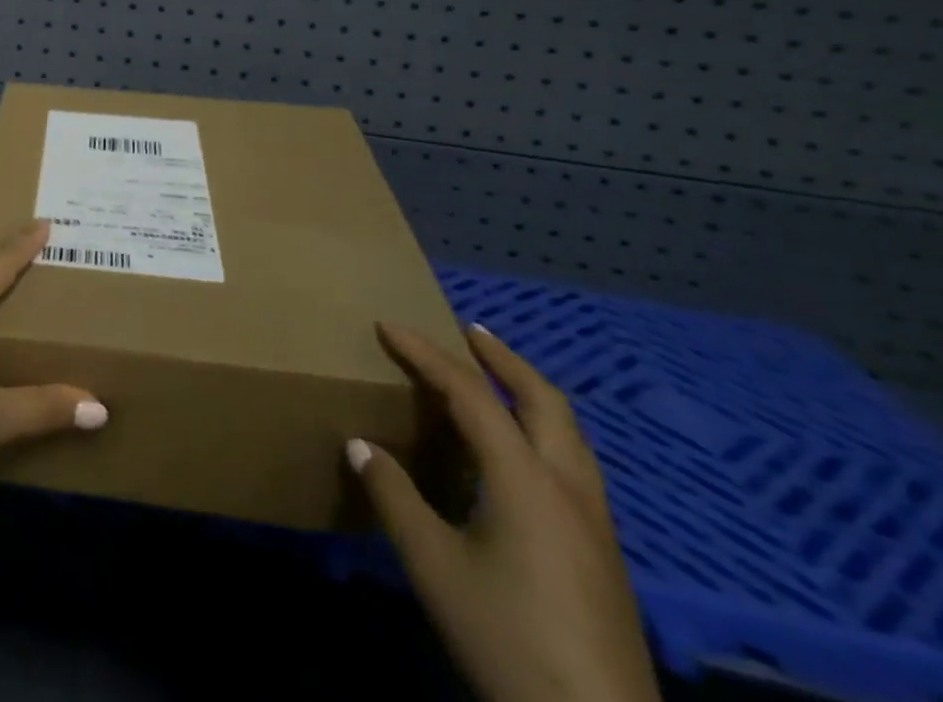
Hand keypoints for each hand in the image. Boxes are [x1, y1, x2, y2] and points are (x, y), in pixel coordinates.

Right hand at [348, 322, 660, 701]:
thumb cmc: (508, 638)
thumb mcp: (433, 566)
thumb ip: (395, 497)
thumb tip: (361, 445)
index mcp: (526, 480)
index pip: (471, 394)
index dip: (426, 354)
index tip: (387, 325)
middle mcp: (568, 488)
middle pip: (544, 401)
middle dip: (504, 359)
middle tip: (467, 331)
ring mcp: (595, 524)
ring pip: (569, 434)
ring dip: (529, 393)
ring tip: (495, 379)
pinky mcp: (603, 555)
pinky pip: (572, 464)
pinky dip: (541, 431)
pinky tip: (518, 455)